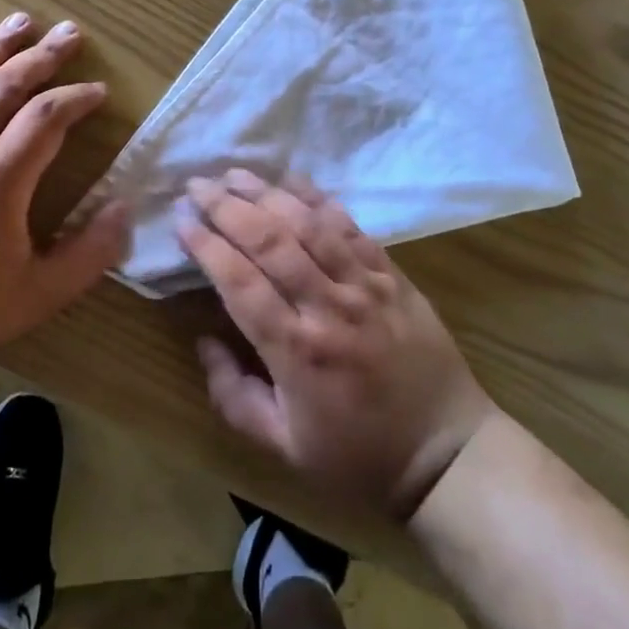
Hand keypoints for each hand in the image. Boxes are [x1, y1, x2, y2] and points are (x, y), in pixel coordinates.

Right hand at [180, 170, 494, 521]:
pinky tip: (293, 179)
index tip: (181, 221)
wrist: (447, 453)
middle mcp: (328, 307)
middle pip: (270, 242)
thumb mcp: (284, 447)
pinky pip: (351, 226)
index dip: (206, 246)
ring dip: (267, 193)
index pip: (240, 282)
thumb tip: (204, 340)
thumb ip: (233, 397)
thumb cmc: (358, 455)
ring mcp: (364, 285)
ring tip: (234, 173)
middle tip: (196, 186)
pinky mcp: (391, 275)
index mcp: (297, 351)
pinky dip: (319, 199)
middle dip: (228, 207)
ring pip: (309, 224)